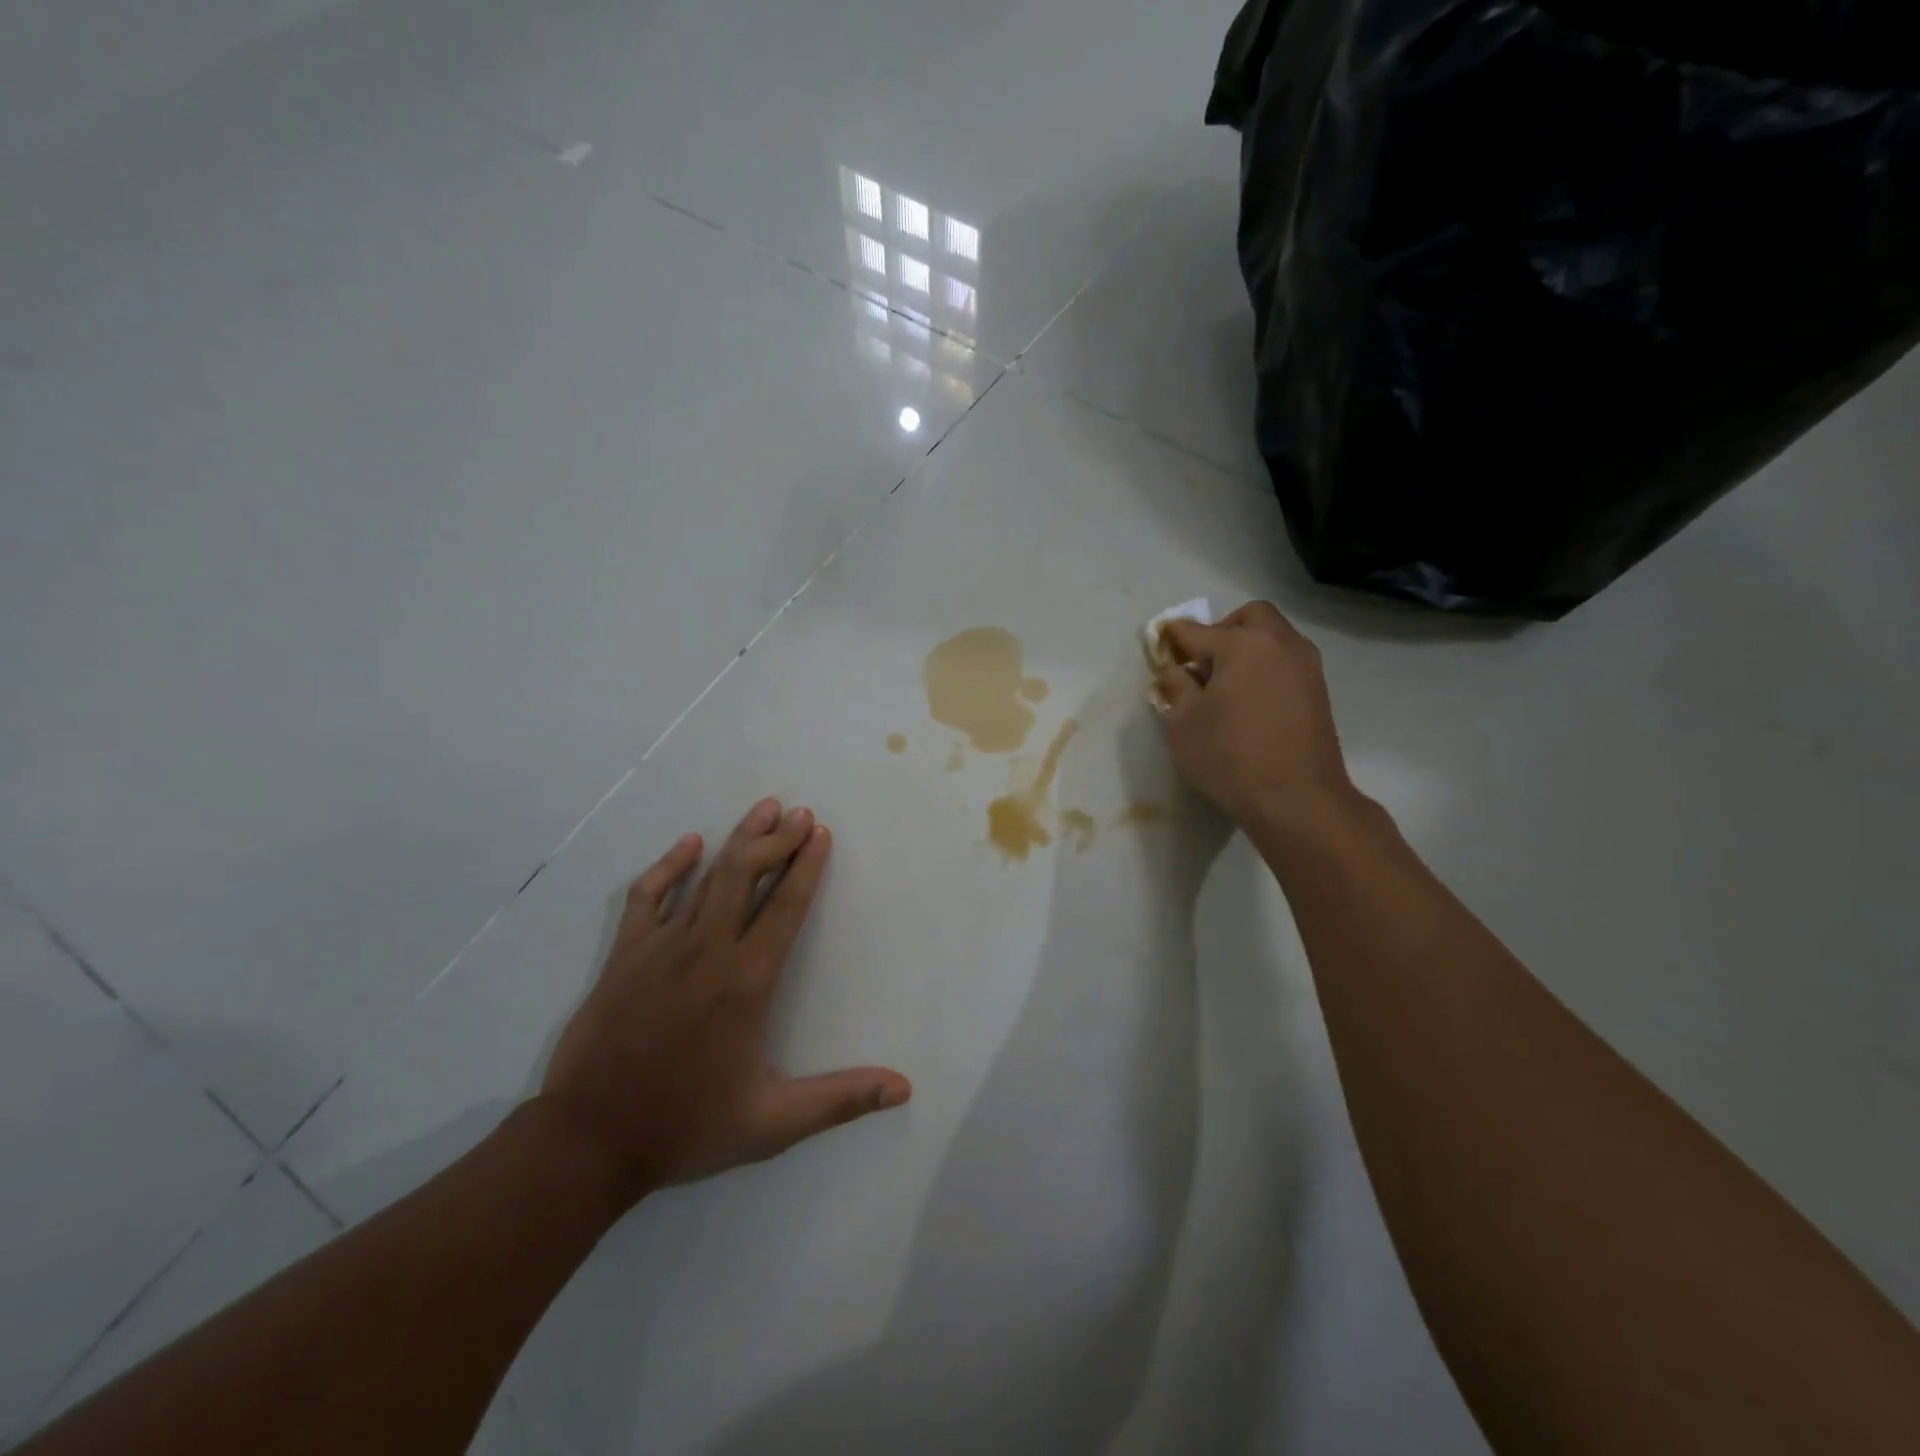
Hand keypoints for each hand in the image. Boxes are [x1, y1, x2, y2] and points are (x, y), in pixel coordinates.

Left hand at [537, 799, 910, 1208]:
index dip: (807, 866)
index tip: (821, 834)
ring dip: (739, 840)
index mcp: (745, 982)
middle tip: (800, 813)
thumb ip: (840, 1100)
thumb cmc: (685, 1127)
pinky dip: (670, 866)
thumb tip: (903, 1088)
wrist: (586, 1141)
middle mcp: (706, 951)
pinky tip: (689, 844)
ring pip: (707, 877)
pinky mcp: (625, 955)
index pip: (785, 908)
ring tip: (764, 809)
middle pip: (746, 876)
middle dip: (777, 839)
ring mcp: (660, 947)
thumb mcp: (771, 1124)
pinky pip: (648, 896)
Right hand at [1154, 601, 1360, 841]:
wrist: (1297, 799)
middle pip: (1249, 617)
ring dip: (1248, 650)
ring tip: (1226, 687)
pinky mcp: (1319, 692)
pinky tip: (1250, 703)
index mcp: (1242, 644)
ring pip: (1273, 639)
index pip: (1197, 631)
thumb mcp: (1183, 722)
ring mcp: (1306, 667)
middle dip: (1222, 630)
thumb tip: (1177, 670)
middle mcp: (1279, 644)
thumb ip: (1176, 686)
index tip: (1161, 642)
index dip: (1174, 637)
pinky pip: (1285, 664)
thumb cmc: (1229, 755)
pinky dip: (1265, 670)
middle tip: (1203, 663)